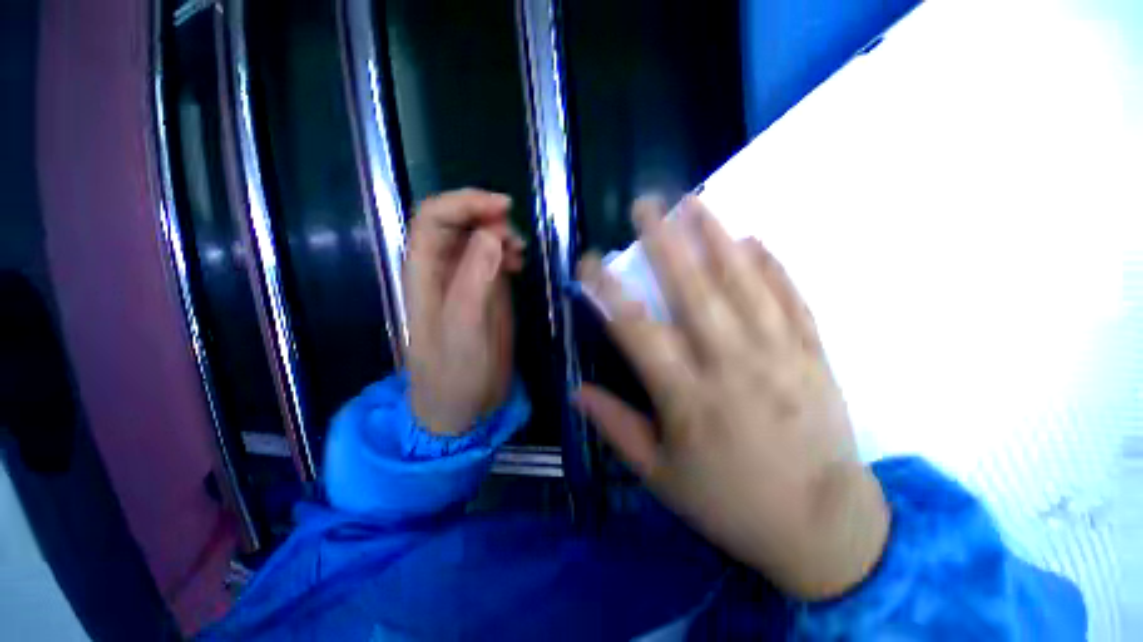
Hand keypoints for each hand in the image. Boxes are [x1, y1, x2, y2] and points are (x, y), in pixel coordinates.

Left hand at [405, 189, 523, 434]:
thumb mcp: (465, 329)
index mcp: (425, 274)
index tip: (504, 207)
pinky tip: (520, 265)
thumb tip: (492, 234)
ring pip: (476, 237)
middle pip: (455, 222)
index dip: (465, 202)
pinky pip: (491, 258)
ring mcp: (463, 280)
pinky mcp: (482, 292)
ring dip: (500, 234)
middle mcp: (441, 270)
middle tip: (516, 236)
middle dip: (486, 216)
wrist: (462, 405)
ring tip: (521, 253)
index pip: (433, 218)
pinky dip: (507, 252)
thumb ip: (475, 280)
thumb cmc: (457, 373)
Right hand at [574, 196, 888, 599]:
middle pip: (694, 290)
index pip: (636, 329)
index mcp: (688, 397)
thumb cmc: (730, 504)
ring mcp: (780, 355)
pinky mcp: (815, 356)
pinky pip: (792, 299)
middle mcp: (732, 365)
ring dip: (718, 238)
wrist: (823, 529)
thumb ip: (617, 426)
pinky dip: (773, 266)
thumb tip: (577, 390)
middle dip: (665, 242)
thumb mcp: (660, 475)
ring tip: (697, 202)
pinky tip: (755, 240)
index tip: (589, 261)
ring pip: (745, 284)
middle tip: (647, 205)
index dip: (607, 291)